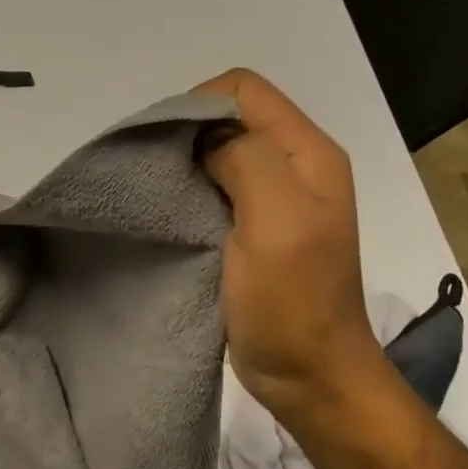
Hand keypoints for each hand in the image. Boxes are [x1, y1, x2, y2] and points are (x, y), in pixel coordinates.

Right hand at [194, 69, 392, 426]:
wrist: (310, 378)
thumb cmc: (294, 302)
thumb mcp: (277, 219)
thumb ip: (245, 158)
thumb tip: (203, 137)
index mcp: (308, 153)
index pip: (243, 90)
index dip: (199, 107)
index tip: (169, 150)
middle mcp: (294, 166)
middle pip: (230, 119)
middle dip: (187, 136)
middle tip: (157, 175)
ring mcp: (275, 199)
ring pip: (218, 153)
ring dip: (185, 167)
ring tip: (161, 197)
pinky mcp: (254, 229)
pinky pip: (215, 189)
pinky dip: (189, 193)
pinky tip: (174, 217)